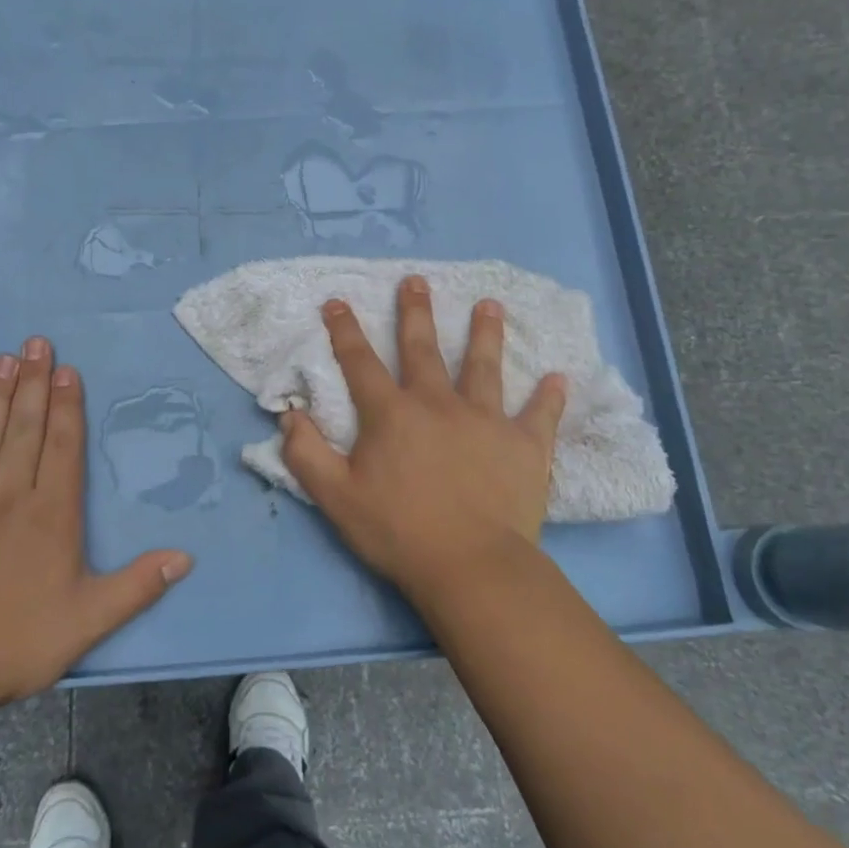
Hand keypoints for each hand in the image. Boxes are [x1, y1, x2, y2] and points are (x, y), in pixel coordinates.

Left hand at [0, 337, 192, 709]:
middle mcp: (10, 494)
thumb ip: (138, 585)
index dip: (67, 406)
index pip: (62, 445)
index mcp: (51, 513)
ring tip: (3, 359)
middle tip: (36, 342)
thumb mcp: (90, 620)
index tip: (67, 370)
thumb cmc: (18, 640)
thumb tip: (186, 557)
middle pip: (25, 427)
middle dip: (34, 383)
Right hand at [281, 275, 565, 594]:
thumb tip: (290, 413)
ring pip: (484, 367)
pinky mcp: (524, 446)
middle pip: (423, 349)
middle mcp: (438, 404)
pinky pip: (538, 415)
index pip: (361, 362)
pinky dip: (548, 397)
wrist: (470, 567)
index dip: (345, 331)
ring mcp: (486, 421)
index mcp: (391, 415)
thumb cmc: (398, 532)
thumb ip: (306, 453)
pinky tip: (559, 378)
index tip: (336, 302)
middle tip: (416, 281)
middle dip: (415, 313)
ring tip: (489, 305)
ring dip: (485, 334)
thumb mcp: (335, 497)